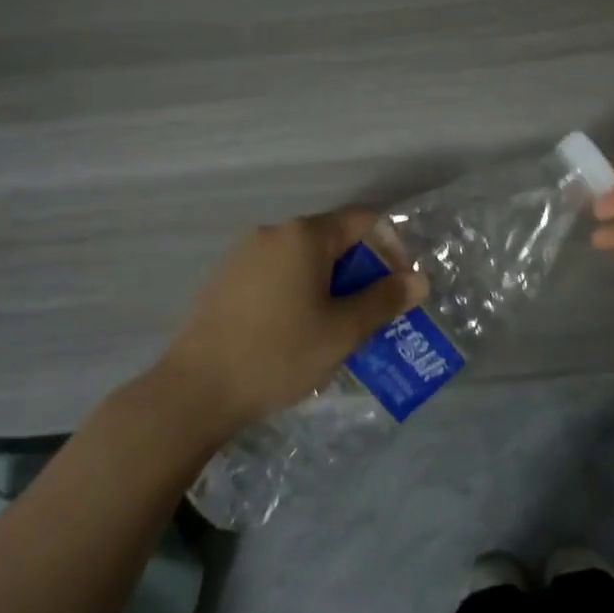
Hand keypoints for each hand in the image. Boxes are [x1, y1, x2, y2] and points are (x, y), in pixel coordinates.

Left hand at [152, 209, 427, 437]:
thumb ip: (384, 300)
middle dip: (361, 272)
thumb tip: (418, 280)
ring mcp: (243, 255)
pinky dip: (299, 292)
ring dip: (331, 285)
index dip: (392, 247)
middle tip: (373, 313)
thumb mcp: (344, 330)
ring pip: (304, 260)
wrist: (195, 391)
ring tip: (339, 327)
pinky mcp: (225, 280)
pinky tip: (297, 332)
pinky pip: (277, 275)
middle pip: (333, 239)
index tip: (400, 285)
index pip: (363, 221)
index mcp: (304, 236)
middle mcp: (273, 233)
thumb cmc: (280, 353)